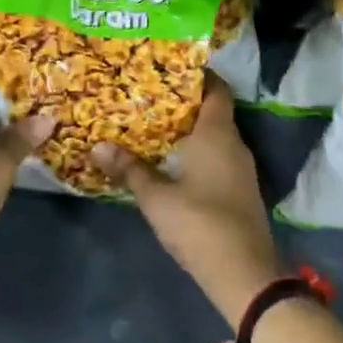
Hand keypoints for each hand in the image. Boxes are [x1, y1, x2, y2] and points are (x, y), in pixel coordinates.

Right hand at [91, 77, 282, 328]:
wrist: (245, 273)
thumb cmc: (200, 223)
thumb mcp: (157, 198)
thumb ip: (130, 170)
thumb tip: (97, 147)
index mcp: (218, 133)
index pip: (216, 89)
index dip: (198, 75)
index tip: (170, 68)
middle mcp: (234, 143)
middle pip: (213, 111)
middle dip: (184, 103)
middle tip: (149, 96)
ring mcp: (241, 168)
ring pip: (215, 136)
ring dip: (190, 130)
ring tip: (154, 126)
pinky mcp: (240, 190)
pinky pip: (218, 157)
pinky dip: (198, 152)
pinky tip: (173, 161)